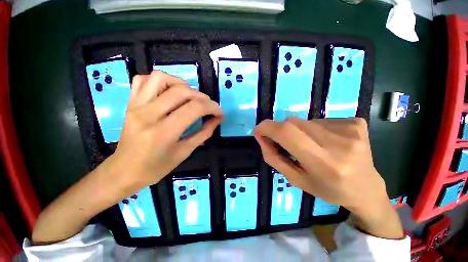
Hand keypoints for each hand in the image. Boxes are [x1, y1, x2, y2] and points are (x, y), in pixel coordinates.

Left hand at [109, 70, 223, 187]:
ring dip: (182, 84)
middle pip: (181, 92)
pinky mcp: (130, 103)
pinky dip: (161, 81)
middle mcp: (148, 114)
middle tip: (208, 106)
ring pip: (161, 78)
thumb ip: (204, 133)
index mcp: (163, 132)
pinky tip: (169, 92)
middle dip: (202, 97)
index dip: (212, 107)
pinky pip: (143, 80)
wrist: (125, 170)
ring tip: (189, 96)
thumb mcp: (185, 152)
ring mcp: (136, 106)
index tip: (219, 112)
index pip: (194, 109)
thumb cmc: (157, 167)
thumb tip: (217, 119)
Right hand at [254, 117, 402, 238]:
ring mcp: (351, 130)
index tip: (258, 130)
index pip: (287, 133)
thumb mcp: (295, 179)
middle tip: (289, 145)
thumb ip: (273, 157)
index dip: (267, 127)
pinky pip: (322, 120)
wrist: (366, 189)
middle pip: (294, 123)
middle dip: (283, 131)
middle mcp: (339, 144)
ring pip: (306, 121)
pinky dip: (316, 129)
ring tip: (313, 146)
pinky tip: (327, 142)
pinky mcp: (357, 123)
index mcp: (324, 164)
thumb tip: (260, 136)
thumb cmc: (328, 189)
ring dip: (301, 132)